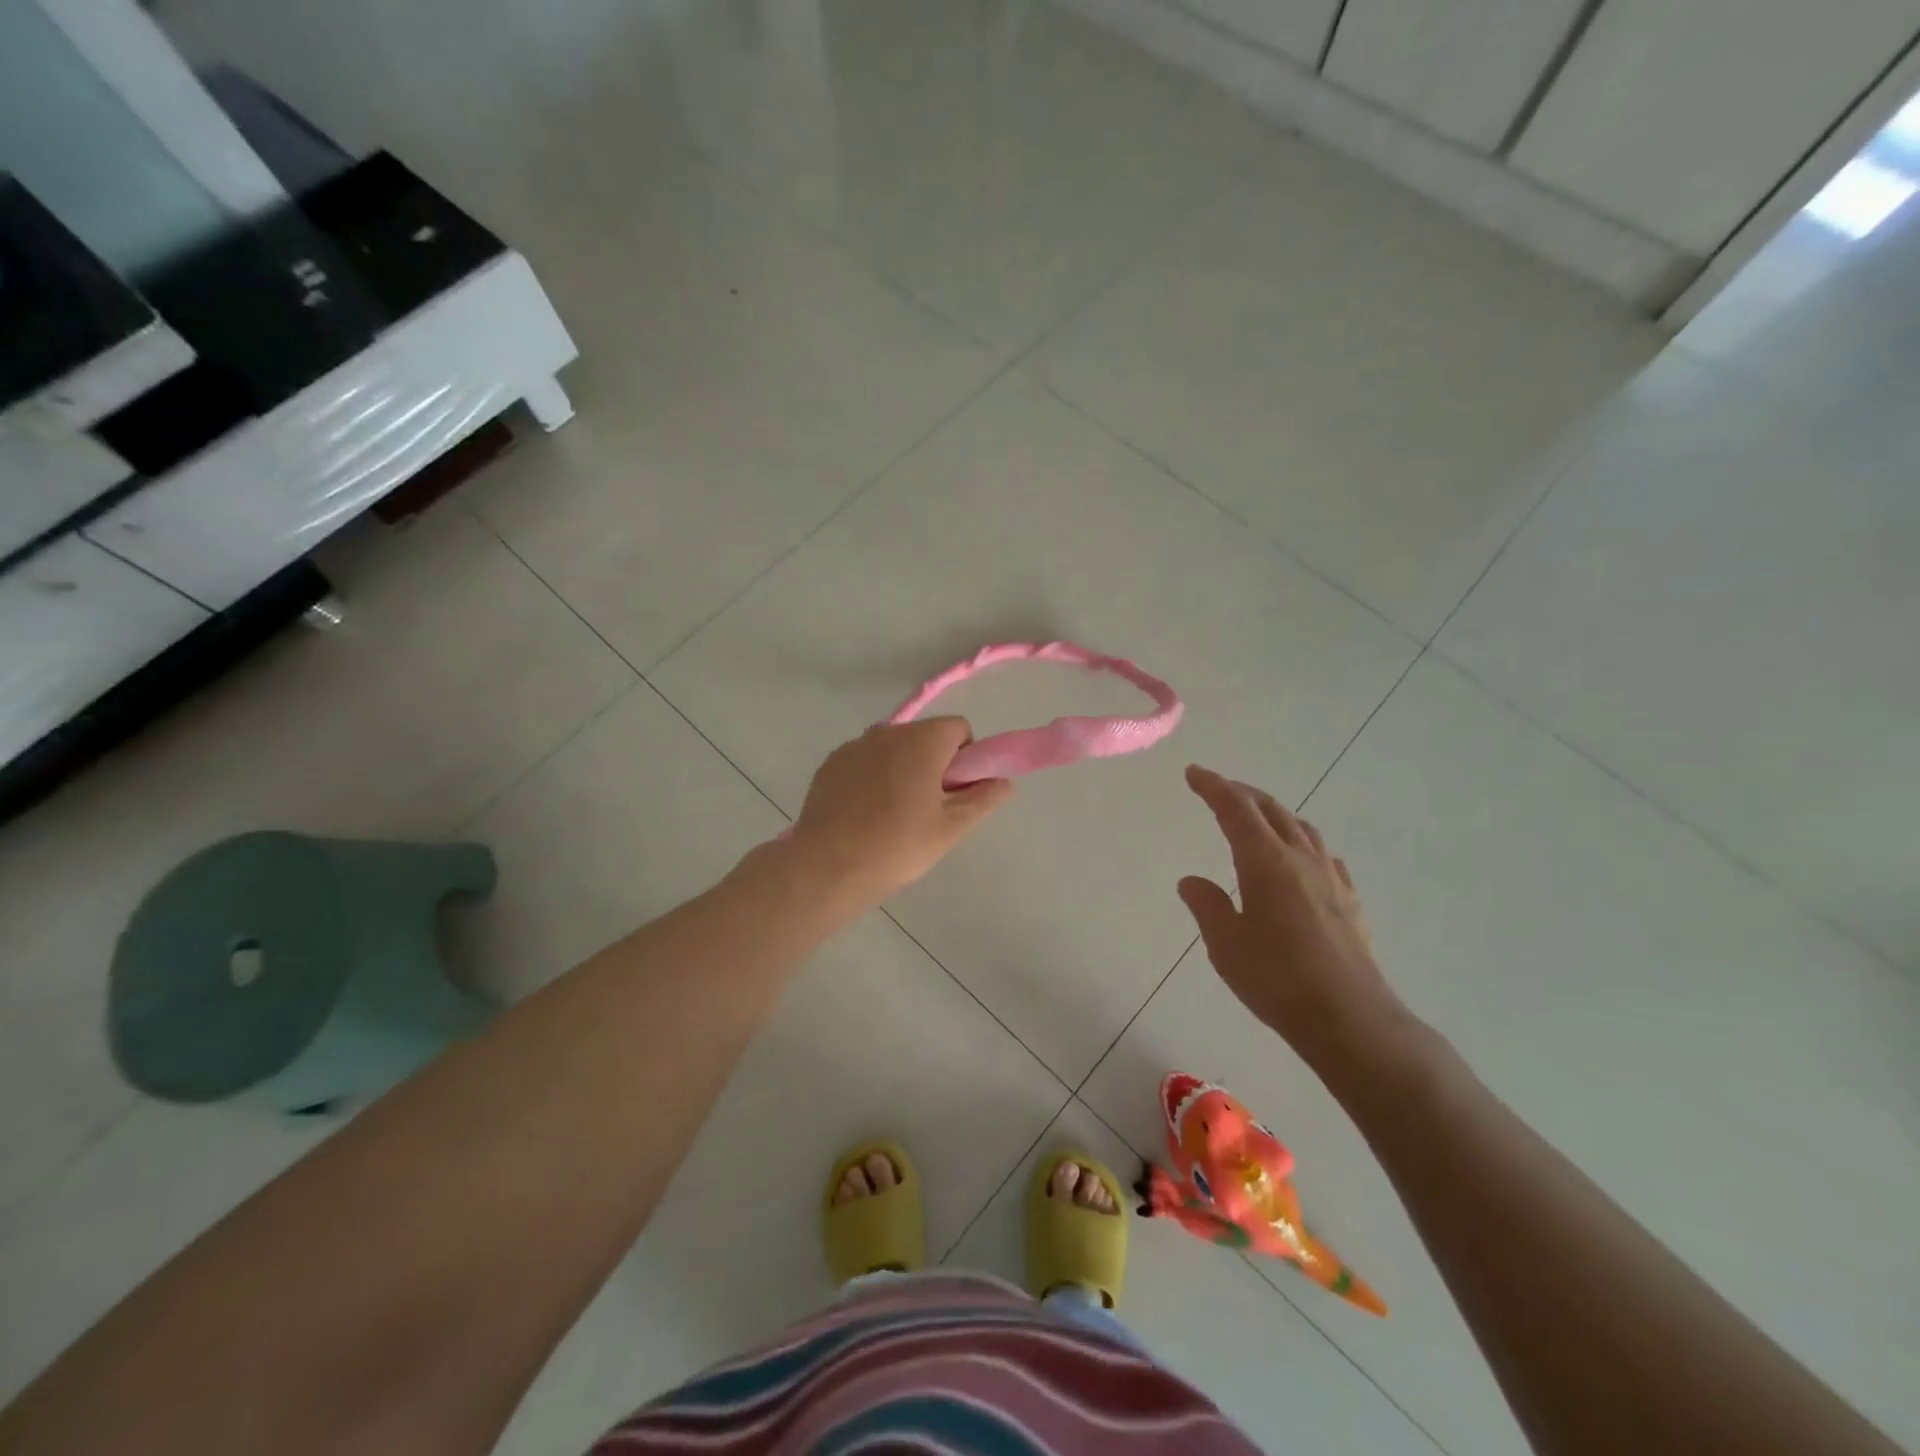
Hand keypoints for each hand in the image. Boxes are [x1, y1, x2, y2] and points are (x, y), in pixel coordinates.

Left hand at [789, 718, 1012, 904]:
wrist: (828, 866)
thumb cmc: (899, 845)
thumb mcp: (951, 827)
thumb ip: (983, 798)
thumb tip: (1003, 781)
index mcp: (922, 740)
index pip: (958, 728)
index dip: (965, 758)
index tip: (955, 792)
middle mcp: (888, 731)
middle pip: (924, 736)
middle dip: (933, 763)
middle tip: (928, 809)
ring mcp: (854, 745)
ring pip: (893, 749)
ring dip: (901, 769)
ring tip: (893, 815)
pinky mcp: (830, 763)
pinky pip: (864, 761)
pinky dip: (872, 778)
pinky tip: (865, 814)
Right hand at [1178, 765, 1406, 1070]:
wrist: (1350, 1018)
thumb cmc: (1278, 980)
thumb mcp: (1226, 945)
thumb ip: (1207, 906)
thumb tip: (1191, 881)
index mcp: (1266, 863)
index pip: (1236, 810)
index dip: (1213, 787)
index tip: (1194, 772)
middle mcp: (1301, 859)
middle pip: (1271, 810)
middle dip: (1242, 793)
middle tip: (1217, 788)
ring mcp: (1331, 878)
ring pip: (1300, 827)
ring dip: (1273, 813)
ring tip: (1255, 817)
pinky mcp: (1349, 900)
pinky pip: (1322, 854)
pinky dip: (1301, 841)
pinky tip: (1299, 859)